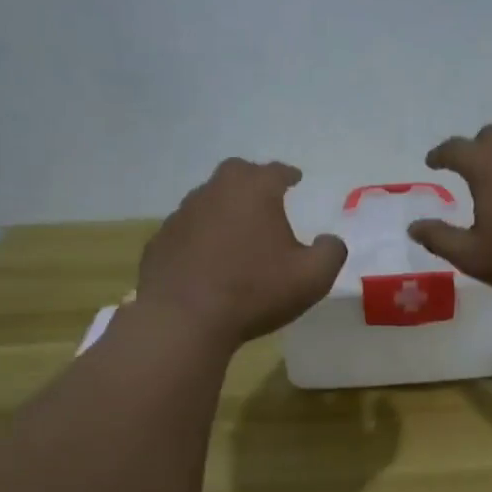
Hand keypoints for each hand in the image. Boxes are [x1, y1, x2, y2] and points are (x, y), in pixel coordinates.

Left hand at [138, 159, 346, 346]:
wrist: (184, 320)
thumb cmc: (255, 291)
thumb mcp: (313, 277)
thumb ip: (331, 252)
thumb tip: (330, 240)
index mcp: (254, 190)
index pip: (276, 171)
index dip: (288, 174)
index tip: (295, 179)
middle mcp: (214, 192)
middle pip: (236, 173)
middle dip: (253, 181)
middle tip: (265, 198)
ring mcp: (181, 215)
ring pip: (208, 201)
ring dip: (224, 210)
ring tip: (237, 232)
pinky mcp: (160, 242)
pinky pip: (187, 231)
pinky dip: (200, 237)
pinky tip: (207, 259)